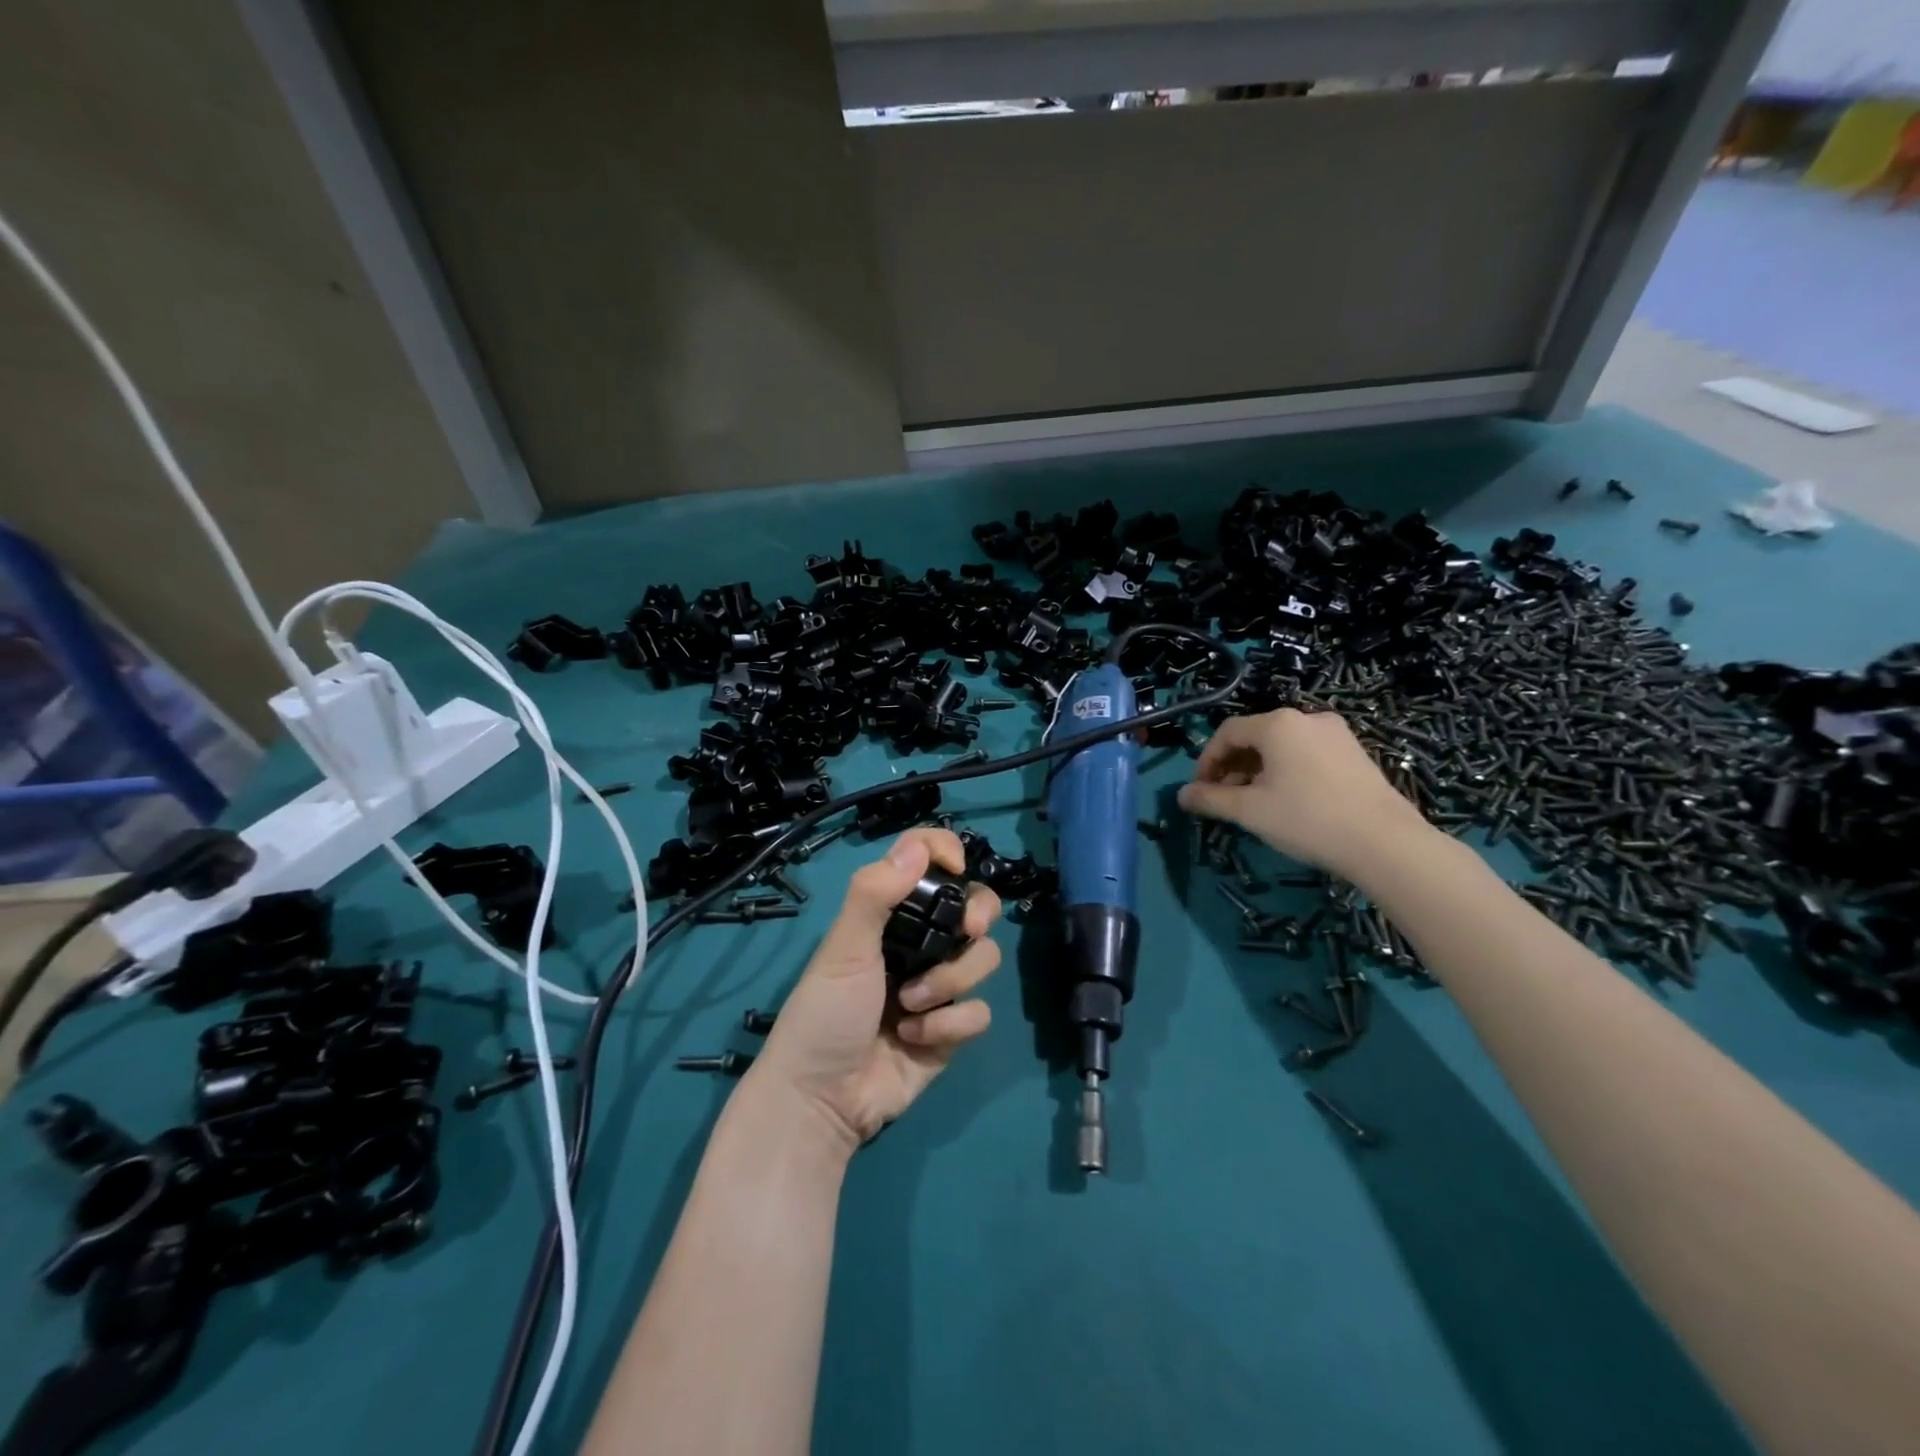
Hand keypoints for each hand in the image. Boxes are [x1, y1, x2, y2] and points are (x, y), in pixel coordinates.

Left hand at [748, 828, 1001, 1153]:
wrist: (823, 1100)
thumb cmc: (824, 1013)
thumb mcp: (843, 948)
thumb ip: (874, 894)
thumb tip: (918, 847)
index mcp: (892, 915)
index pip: (927, 862)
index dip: (946, 851)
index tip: (955, 865)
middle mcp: (921, 943)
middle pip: (977, 905)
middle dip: (977, 916)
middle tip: (965, 932)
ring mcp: (940, 985)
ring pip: (984, 958)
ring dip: (949, 981)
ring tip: (910, 1004)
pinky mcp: (952, 1028)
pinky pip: (979, 1012)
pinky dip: (948, 1025)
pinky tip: (914, 1037)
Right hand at [1177, 709, 1428, 877]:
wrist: (1386, 843)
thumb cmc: (1307, 819)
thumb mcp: (1250, 811)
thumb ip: (1211, 799)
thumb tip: (1182, 795)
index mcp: (1277, 724)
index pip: (1227, 733)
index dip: (1207, 761)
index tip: (1201, 791)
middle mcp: (1306, 718)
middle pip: (1255, 736)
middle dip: (1233, 766)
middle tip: (1225, 799)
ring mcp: (1336, 734)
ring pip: (1282, 746)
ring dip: (1259, 769)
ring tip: (1255, 802)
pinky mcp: (1355, 752)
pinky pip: (1307, 753)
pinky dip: (1287, 770)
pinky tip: (1289, 800)